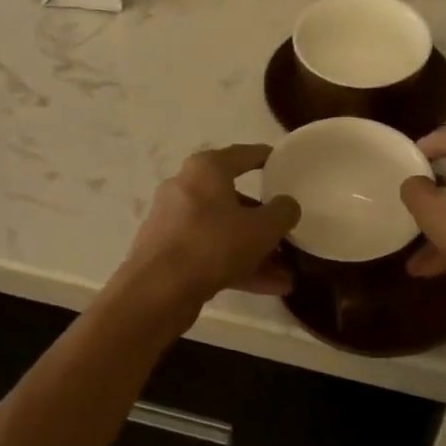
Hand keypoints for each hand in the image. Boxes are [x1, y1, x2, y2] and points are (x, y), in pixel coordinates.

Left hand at [121, 144, 300, 306]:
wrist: (158, 290)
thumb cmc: (213, 244)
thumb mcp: (262, 228)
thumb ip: (283, 212)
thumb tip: (287, 205)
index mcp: (206, 170)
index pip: (244, 155)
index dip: (267, 158)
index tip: (284, 163)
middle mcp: (186, 188)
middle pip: (234, 199)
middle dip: (264, 220)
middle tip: (287, 231)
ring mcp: (174, 222)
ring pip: (224, 231)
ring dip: (256, 251)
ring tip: (286, 272)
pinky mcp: (169, 253)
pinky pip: (211, 253)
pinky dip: (238, 265)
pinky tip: (269, 287)